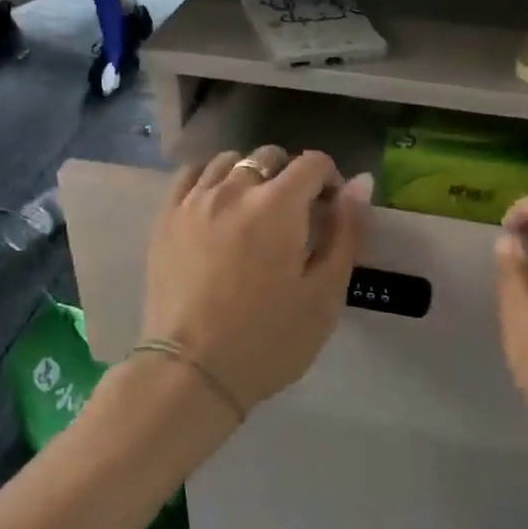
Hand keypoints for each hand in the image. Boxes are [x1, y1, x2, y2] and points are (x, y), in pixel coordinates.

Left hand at [142, 147, 372, 416]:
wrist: (192, 371)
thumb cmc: (269, 339)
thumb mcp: (325, 294)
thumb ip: (347, 232)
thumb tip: (361, 182)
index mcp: (278, 205)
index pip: (313, 163)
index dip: (330, 181)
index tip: (330, 213)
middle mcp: (234, 189)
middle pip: (269, 157)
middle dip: (291, 178)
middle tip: (294, 219)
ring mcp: (194, 201)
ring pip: (228, 161)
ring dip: (251, 175)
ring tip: (255, 211)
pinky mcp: (166, 218)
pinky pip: (191, 176)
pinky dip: (211, 178)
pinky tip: (217, 204)